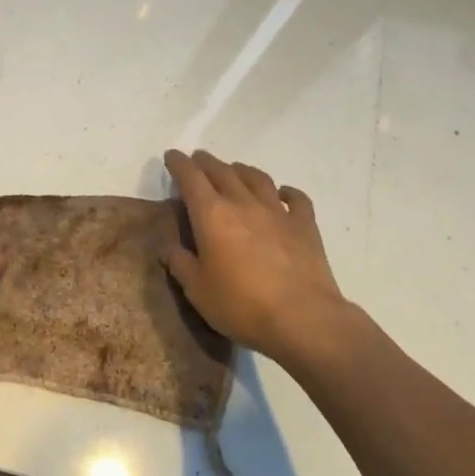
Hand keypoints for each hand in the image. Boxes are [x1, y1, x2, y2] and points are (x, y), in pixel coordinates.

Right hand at [161, 149, 356, 367]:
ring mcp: (277, 212)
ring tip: (234, 171)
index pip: (190, 178)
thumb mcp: (197, 290)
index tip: (172, 156)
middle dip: (206, 162)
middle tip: (198, 160)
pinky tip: (283, 194)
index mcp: (211, 215)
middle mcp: (243, 203)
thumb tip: (169, 248)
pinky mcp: (305, 226)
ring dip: (242, 170)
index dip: (179, 164)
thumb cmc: (241, 305)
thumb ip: (181, 264)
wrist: (303, 318)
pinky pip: (296, 199)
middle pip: (222, 171)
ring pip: (257, 178)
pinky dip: (287, 192)